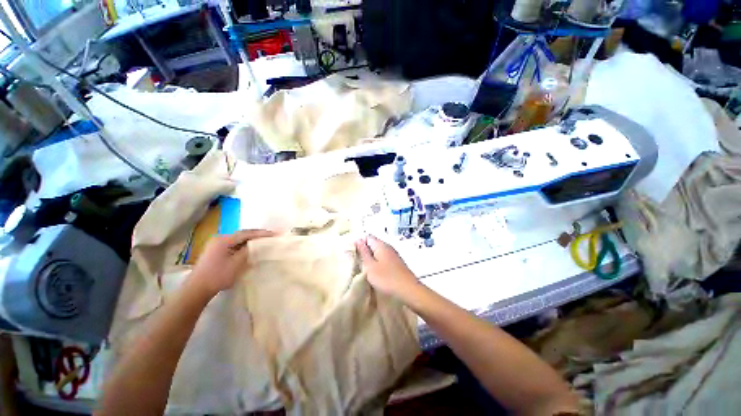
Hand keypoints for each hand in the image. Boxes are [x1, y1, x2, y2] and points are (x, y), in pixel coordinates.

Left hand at [190, 229, 274, 296]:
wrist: (197, 289)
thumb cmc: (218, 276)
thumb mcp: (237, 263)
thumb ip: (248, 250)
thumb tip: (256, 244)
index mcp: (224, 239)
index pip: (247, 233)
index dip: (262, 233)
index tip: (275, 233)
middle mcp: (219, 238)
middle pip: (242, 234)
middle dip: (257, 235)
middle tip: (271, 235)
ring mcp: (216, 244)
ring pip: (237, 239)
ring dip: (250, 240)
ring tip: (263, 241)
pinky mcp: (215, 251)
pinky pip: (233, 244)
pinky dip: (243, 245)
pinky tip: (249, 248)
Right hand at [355, 235, 419, 297]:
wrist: (408, 290)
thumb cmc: (386, 278)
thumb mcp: (370, 266)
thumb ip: (363, 253)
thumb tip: (358, 240)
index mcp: (381, 245)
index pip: (367, 237)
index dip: (359, 243)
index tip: (353, 254)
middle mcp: (388, 247)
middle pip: (373, 244)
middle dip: (364, 251)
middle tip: (357, 263)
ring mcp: (393, 255)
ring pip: (378, 252)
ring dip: (371, 258)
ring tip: (365, 269)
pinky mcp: (396, 263)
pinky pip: (384, 258)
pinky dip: (378, 263)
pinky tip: (376, 272)